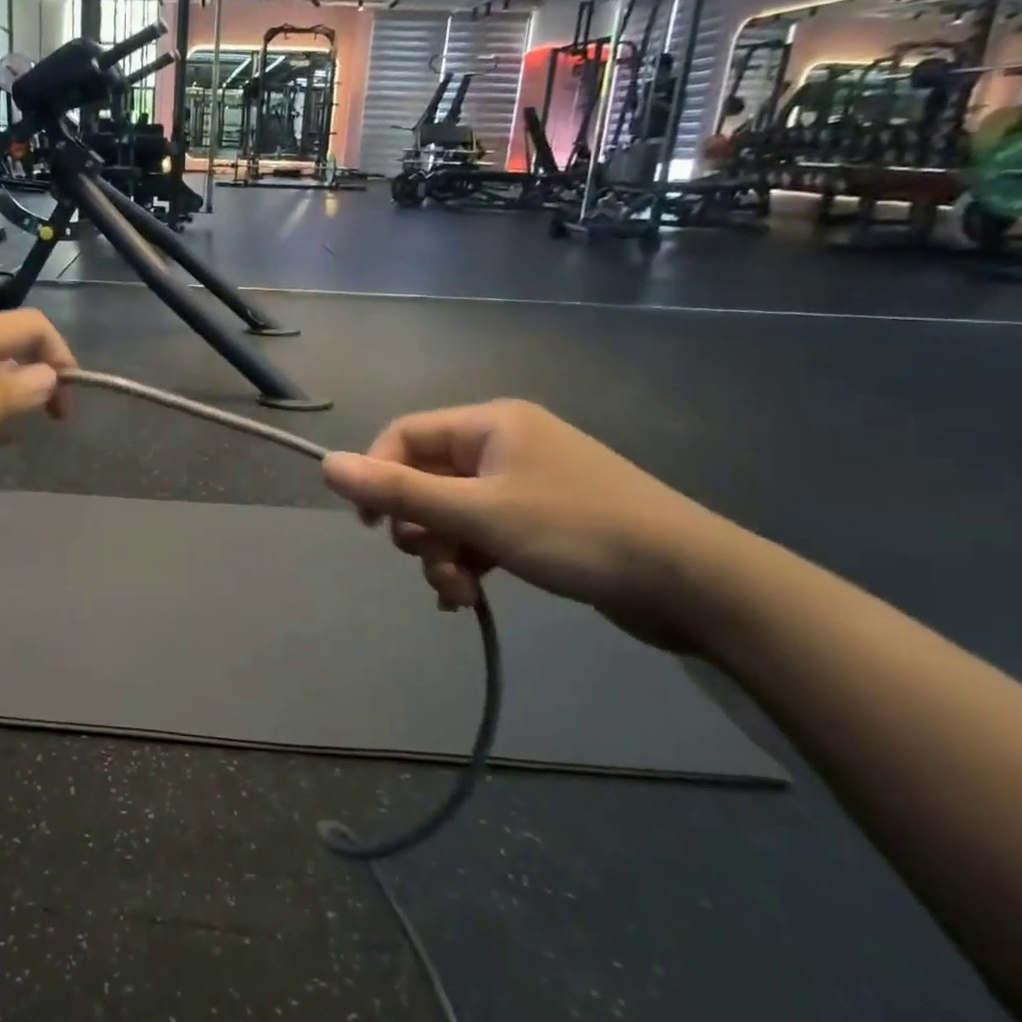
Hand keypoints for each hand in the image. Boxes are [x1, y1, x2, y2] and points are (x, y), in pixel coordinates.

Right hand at [322, 400, 740, 651]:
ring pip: (452, 512)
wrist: (695, 582)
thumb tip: (326, 465)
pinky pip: (481, 533)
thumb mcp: (479, 513)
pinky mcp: (542, 521)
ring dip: (442, 552)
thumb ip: (398, 490)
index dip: (376, 477)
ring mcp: (525, 483)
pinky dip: (468, 561)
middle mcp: (503, 444)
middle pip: (426, 478)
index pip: (403, 436)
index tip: (370, 525)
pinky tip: (468, 597)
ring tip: (457, 592)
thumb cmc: (577, 532)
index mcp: (489, 424)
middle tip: (431, 561)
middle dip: (417, 526)